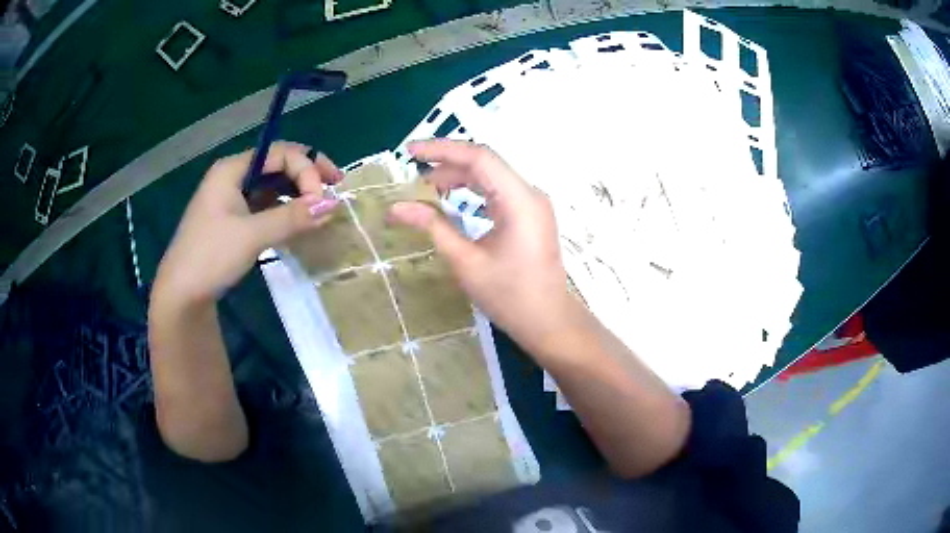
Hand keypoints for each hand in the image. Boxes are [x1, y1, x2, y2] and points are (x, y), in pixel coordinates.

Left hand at [155, 142, 343, 304]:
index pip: (280, 153)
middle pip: (277, 164)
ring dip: (297, 191)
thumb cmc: (211, 256)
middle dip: (307, 174)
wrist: (181, 294)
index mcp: (232, 169)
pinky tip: (298, 219)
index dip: (307, 169)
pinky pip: (265, 204)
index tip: (323, 198)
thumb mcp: (252, 235)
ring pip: (272, 184)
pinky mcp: (233, 219)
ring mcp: (231, 198)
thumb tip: (333, 205)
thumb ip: (292, 217)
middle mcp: (233, 176)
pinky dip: (284, 208)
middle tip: (336, 186)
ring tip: (321, 205)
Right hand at [389, 139, 576, 352]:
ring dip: (459, 177)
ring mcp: (533, 203)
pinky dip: (474, 191)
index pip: (479, 157)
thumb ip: (432, 227)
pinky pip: (499, 191)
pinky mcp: (530, 214)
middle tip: (413, 176)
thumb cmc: (509, 296)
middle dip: (447, 165)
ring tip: (427, 187)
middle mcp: (530, 194)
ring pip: (491, 176)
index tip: (410, 152)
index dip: (441, 150)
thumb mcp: (466, 261)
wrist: (548, 322)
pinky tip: (452, 199)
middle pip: (485, 164)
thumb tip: (396, 208)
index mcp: (519, 200)